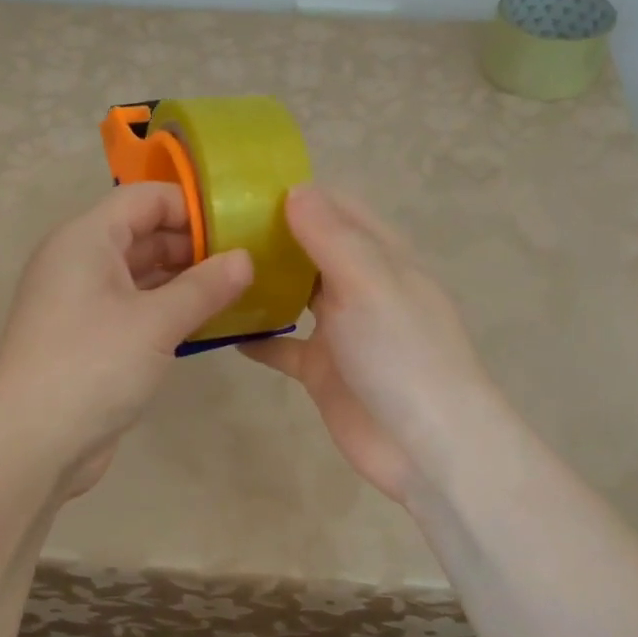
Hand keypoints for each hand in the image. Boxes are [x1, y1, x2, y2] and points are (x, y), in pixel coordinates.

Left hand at [0, 183, 252, 494]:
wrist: (32, 442)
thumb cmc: (93, 366)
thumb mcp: (157, 322)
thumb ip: (205, 287)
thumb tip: (246, 259)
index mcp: (85, 240)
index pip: (144, 199)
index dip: (191, 207)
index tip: (237, 229)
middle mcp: (77, 262)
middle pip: (141, 234)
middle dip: (191, 246)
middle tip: (244, 264)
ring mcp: (79, 302)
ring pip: (138, 274)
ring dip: (182, 280)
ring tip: (234, 291)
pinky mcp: (86, 338)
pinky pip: (131, 308)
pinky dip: (165, 309)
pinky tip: (203, 323)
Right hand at [241, 186, 499, 502]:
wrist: (426, 447)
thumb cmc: (402, 354)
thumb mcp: (369, 283)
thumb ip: (332, 237)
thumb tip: (295, 190)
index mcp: (381, 257)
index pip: (339, 209)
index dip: (298, 196)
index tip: (242, 191)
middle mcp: (361, 287)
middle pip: (312, 250)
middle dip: (271, 238)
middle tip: (213, 230)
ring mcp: (342, 331)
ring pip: (295, 296)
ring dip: (261, 285)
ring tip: (211, 271)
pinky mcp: (323, 371)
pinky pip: (283, 347)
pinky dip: (257, 339)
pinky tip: (220, 331)